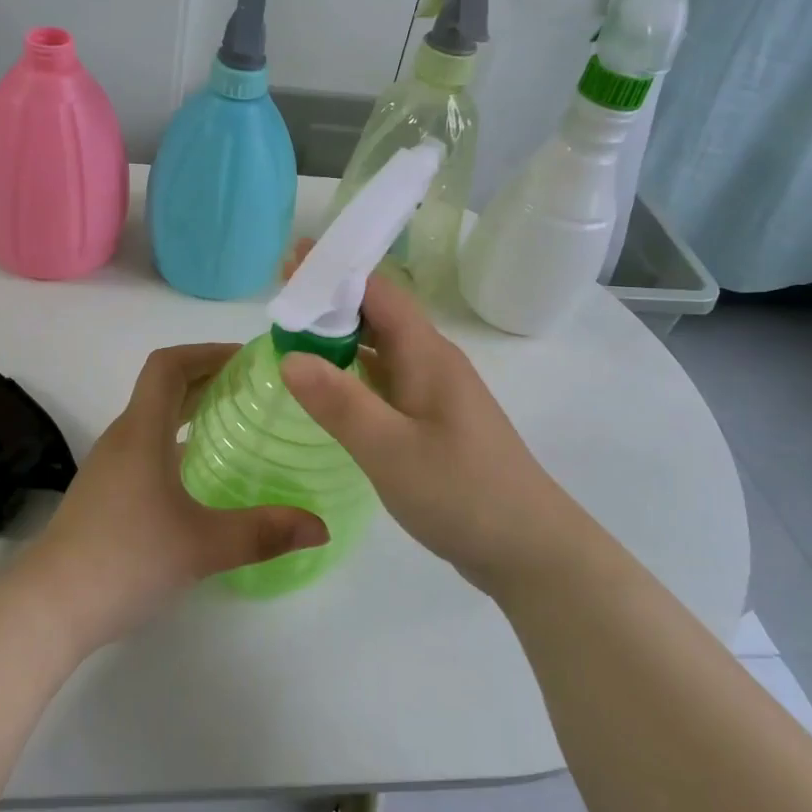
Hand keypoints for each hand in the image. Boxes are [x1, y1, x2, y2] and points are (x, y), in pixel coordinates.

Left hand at [22, 344, 328, 648]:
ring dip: (192, 408)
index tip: (248, 360)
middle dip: (208, 377)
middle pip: (163, 386)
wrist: (49, 607)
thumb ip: (263, 532)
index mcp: (142, 431)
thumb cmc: (125, 560)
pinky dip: (177, 438)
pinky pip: (146, 444)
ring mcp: (110, 465)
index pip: (169, 365)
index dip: (207, 351)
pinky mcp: (105, 491)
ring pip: (154, 417)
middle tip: (256, 389)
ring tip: (236, 422)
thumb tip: (321, 526)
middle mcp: (123, 437)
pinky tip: (202, 471)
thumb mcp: (203, 545)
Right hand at [278, 258, 575, 595]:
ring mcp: (435, 392)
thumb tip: (289, 355)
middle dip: (330, 300)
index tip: (290, 262)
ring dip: (340, 335)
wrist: (531, 549)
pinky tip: (329, 386)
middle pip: (378, 313)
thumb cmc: (463, 494)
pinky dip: (353, 371)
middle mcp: (432, 362)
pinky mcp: (433, 420)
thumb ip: (339, 403)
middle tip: (280, 296)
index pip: (377, 291)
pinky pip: (386, 379)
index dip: (334, 272)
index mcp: (426, 354)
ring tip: (293, 334)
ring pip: (381, 347)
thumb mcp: (391, 451)